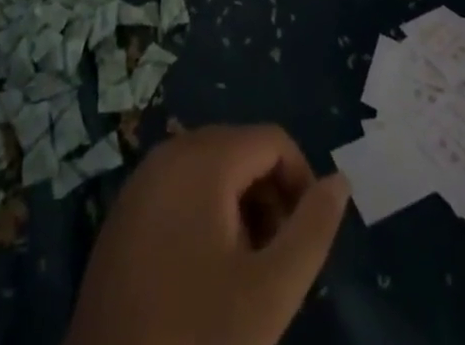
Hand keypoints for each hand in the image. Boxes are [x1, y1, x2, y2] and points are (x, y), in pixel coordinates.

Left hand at [65, 125, 349, 344]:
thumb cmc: (196, 338)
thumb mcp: (269, 293)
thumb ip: (312, 230)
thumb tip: (341, 181)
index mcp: (202, 158)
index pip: (273, 140)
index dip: (301, 182)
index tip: (307, 239)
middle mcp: (168, 153)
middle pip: (240, 151)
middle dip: (269, 198)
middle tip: (277, 264)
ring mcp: (140, 182)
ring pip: (210, 172)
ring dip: (239, 210)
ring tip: (245, 276)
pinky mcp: (123, 214)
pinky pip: (179, 191)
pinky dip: (205, 217)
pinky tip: (205, 278)